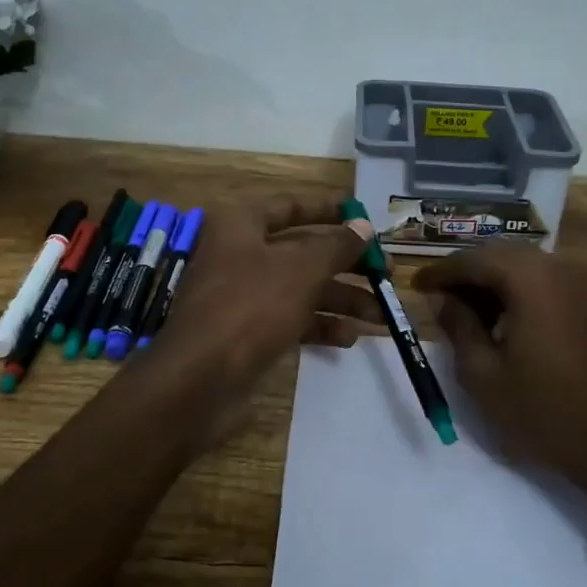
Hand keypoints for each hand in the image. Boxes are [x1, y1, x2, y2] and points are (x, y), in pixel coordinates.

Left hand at [148, 195, 382, 442]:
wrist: (199, 380)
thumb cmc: (251, 306)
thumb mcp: (301, 270)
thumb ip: (336, 246)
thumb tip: (364, 226)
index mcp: (241, 223)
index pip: (290, 205)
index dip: (329, 211)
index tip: (365, 219)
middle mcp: (240, 252)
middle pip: (302, 250)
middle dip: (346, 264)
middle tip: (387, 274)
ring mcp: (242, 294)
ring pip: (300, 287)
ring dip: (341, 299)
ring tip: (381, 315)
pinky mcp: (247, 330)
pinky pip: (290, 318)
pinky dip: (319, 325)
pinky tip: (349, 338)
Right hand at [415, 247, 586, 536]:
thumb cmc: (546, 410)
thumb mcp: (484, 374)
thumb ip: (458, 326)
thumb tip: (445, 300)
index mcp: (528, 276)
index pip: (470, 260)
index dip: (439, 272)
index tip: (414, 286)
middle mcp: (557, 265)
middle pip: (498, 256)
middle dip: (465, 275)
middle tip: (438, 300)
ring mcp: (581, 282)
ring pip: (522, 268)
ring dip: (491, 284)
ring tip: (466, 316)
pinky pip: (544, 282)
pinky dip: (517, 293)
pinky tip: (503, 322)